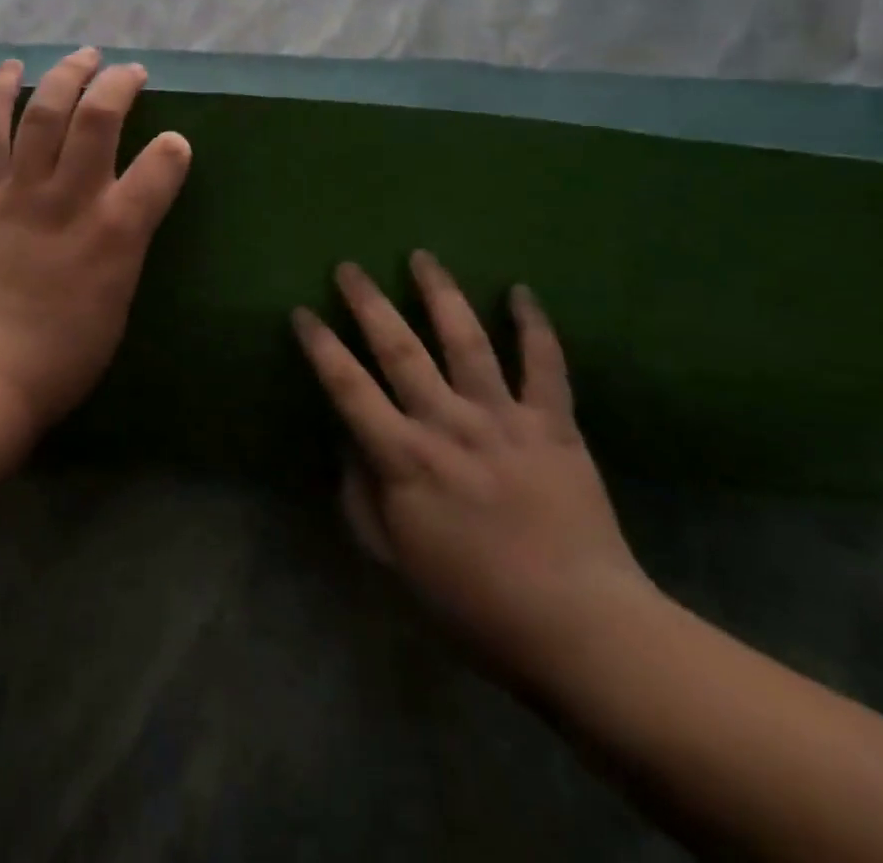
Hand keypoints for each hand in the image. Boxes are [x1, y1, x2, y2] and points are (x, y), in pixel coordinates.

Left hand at [0, 48, 191, 430]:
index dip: (173, 147)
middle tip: (128, 72)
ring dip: (67, 74)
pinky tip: (12, 68)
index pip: (162, 166)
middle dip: (119, 84)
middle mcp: (72, 198)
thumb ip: (129, 243)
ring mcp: (20, 190)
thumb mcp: (121, 299)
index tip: (173, 142)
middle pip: (99, 118)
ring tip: (83, 55)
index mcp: (118, 232)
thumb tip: (131, 207)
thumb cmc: (65, 352)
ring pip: (45, 111)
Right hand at [293, 253, 653, 687]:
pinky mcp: (553, 424)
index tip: (303, 312)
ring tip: (422, 256)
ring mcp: (503, 418)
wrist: (580, 627)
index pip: (348, 387)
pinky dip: (534, 326)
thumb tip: (351, 448)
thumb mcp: (394, 561)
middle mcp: (448, 424)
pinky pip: (545, 365)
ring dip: (441, 293)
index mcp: (404, 458)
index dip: (321, 346)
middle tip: (349, 266)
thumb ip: (362, 499)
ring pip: (466, 340)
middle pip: (399, 348)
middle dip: (369, 302)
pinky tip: (520, 291)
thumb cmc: (473, 600)